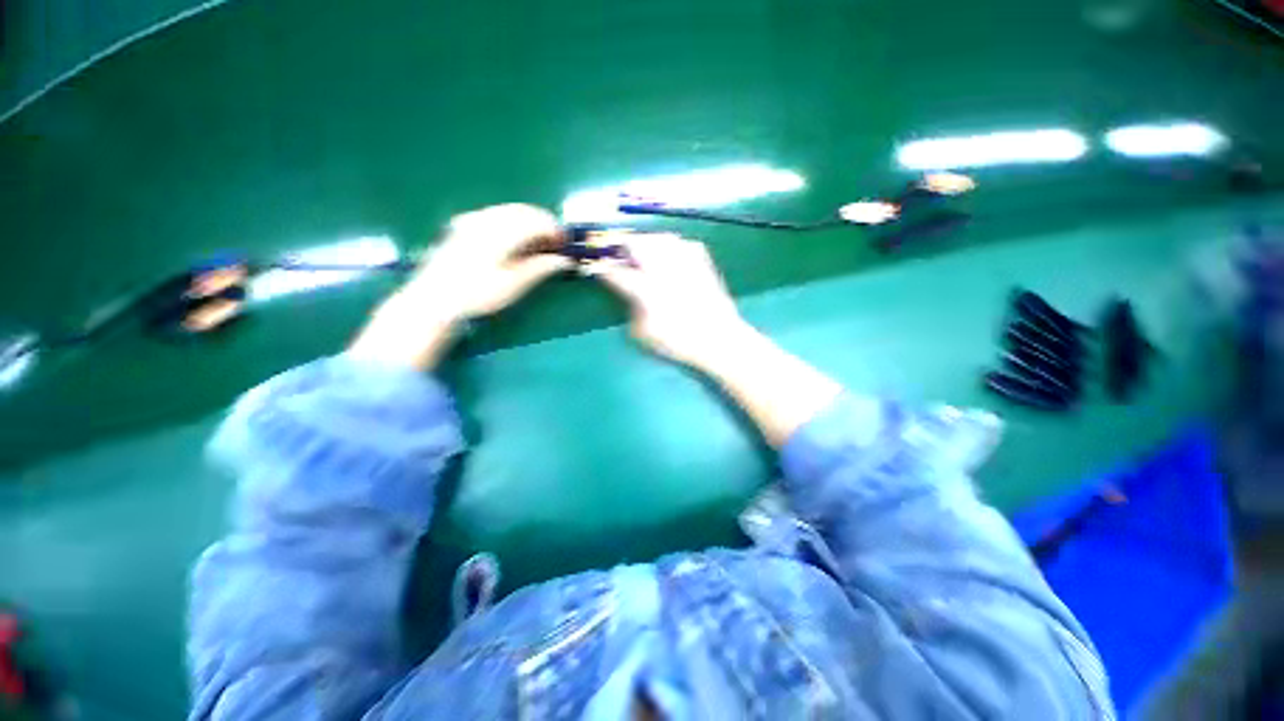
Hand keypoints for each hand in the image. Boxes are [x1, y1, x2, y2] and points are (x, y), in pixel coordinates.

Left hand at [406, 204, 572, 322]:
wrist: (436, 297)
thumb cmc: (478, 295)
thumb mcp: (514, 285)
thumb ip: (541, 268)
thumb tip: (565, 261)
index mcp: (502, 233)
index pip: (537, 221)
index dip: (555, 230)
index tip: (565, 244)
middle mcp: (488, 219)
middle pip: (525, 211)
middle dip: (544, 223)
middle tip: (555, 244)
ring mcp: (474, 219)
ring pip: (511, 210)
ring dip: (529, 222)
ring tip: (537, 244)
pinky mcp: (465, 223)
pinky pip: (496, 214)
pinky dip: (513, 222)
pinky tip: (515, 240)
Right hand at [587, 233, 748, 368]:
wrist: (720, 339)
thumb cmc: (679, 341)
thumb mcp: (643, 332)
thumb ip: (630, 306)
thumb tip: (626, 290)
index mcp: (646, 289)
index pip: (614, 271)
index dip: (600, 267)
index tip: (593, 266)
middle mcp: (664, 266)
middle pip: (634, 244)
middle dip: (620, 248)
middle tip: (615, 257)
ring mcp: (685, 258)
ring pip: (656, 238)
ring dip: (643, 244)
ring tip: (640, 255)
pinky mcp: (701, 257)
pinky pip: (677, 242)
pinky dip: (667, 246)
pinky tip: (666, 258)